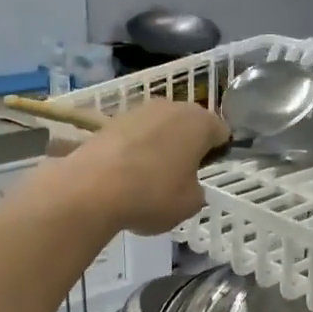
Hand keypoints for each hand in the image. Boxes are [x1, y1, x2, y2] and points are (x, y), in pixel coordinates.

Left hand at [60, 99, 228, 234]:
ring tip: (150, 178)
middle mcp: (171, 107)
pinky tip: (126, 175)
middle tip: (181, 176)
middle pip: (189, 125)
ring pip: (160, 128)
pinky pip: (135, 135)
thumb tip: (188, 185)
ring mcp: (138, 110)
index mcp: (200, 122)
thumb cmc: (152, 195)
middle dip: (188, 146)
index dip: (218, 154)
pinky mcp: (110, 120)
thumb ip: (197, 191)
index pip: (221, 133)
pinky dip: (135, 150)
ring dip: (160, 146)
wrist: (91, 189)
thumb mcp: (190, 204)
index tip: (207, 174)